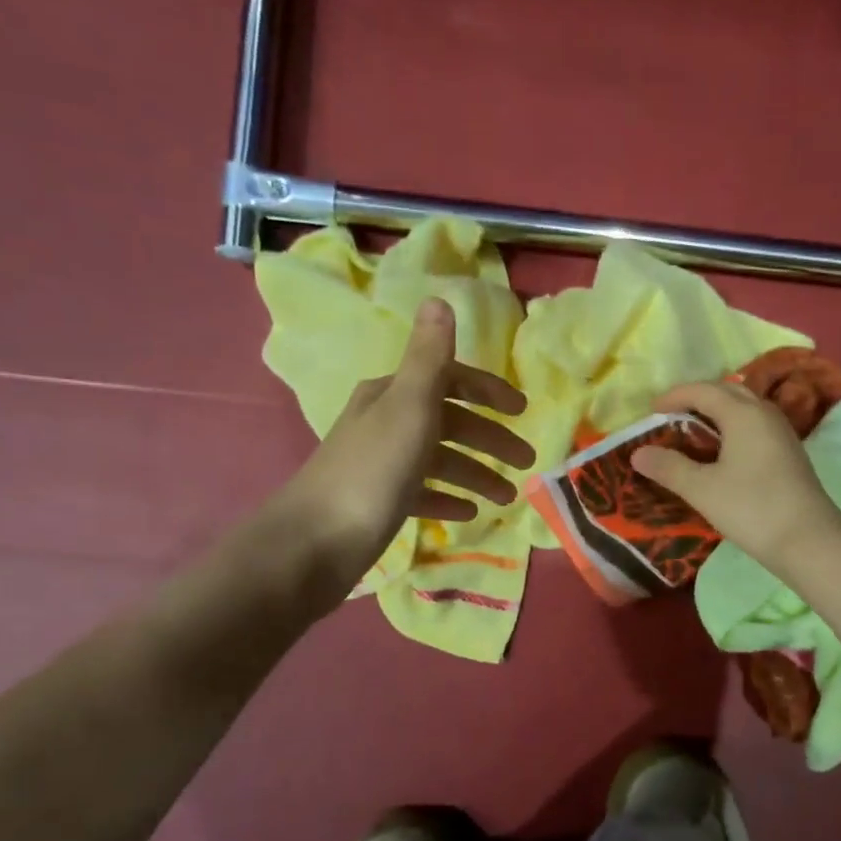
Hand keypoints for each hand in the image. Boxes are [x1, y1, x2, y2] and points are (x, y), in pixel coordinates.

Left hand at [279, 299, 534, 573]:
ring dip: (475, 474)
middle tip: (525, 463)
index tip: (522, 412)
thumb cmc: (372, 471)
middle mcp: (385, 422)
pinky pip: (422, 493)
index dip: (487, 392)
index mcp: (393, 394)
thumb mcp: (408, 407)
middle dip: (489, 440)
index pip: (449, 380)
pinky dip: (447, 498)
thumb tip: (438, 299)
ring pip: (439, 461)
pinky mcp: (378, 501)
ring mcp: (381, 464)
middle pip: (448, 422)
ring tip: (505, 498)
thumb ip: (428, 358)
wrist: (314, 542)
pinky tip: (468, 513)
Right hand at [630, 381, 840, 571]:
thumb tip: (638, 453)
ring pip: (743, 409)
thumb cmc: (751, 508)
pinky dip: (731, 429)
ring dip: (716, 413)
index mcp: (743, 413)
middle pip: (726, 392)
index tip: (651, 412)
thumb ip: (669, 468)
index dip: (674, 396)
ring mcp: (780, 433)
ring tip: (692, 434)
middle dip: (696, 399)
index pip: (703, 390)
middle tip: (671, 418)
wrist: (809, 541)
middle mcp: (764, 414)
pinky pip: (754, 427)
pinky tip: (721, 454)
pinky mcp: (788, 453)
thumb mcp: (702, 489)